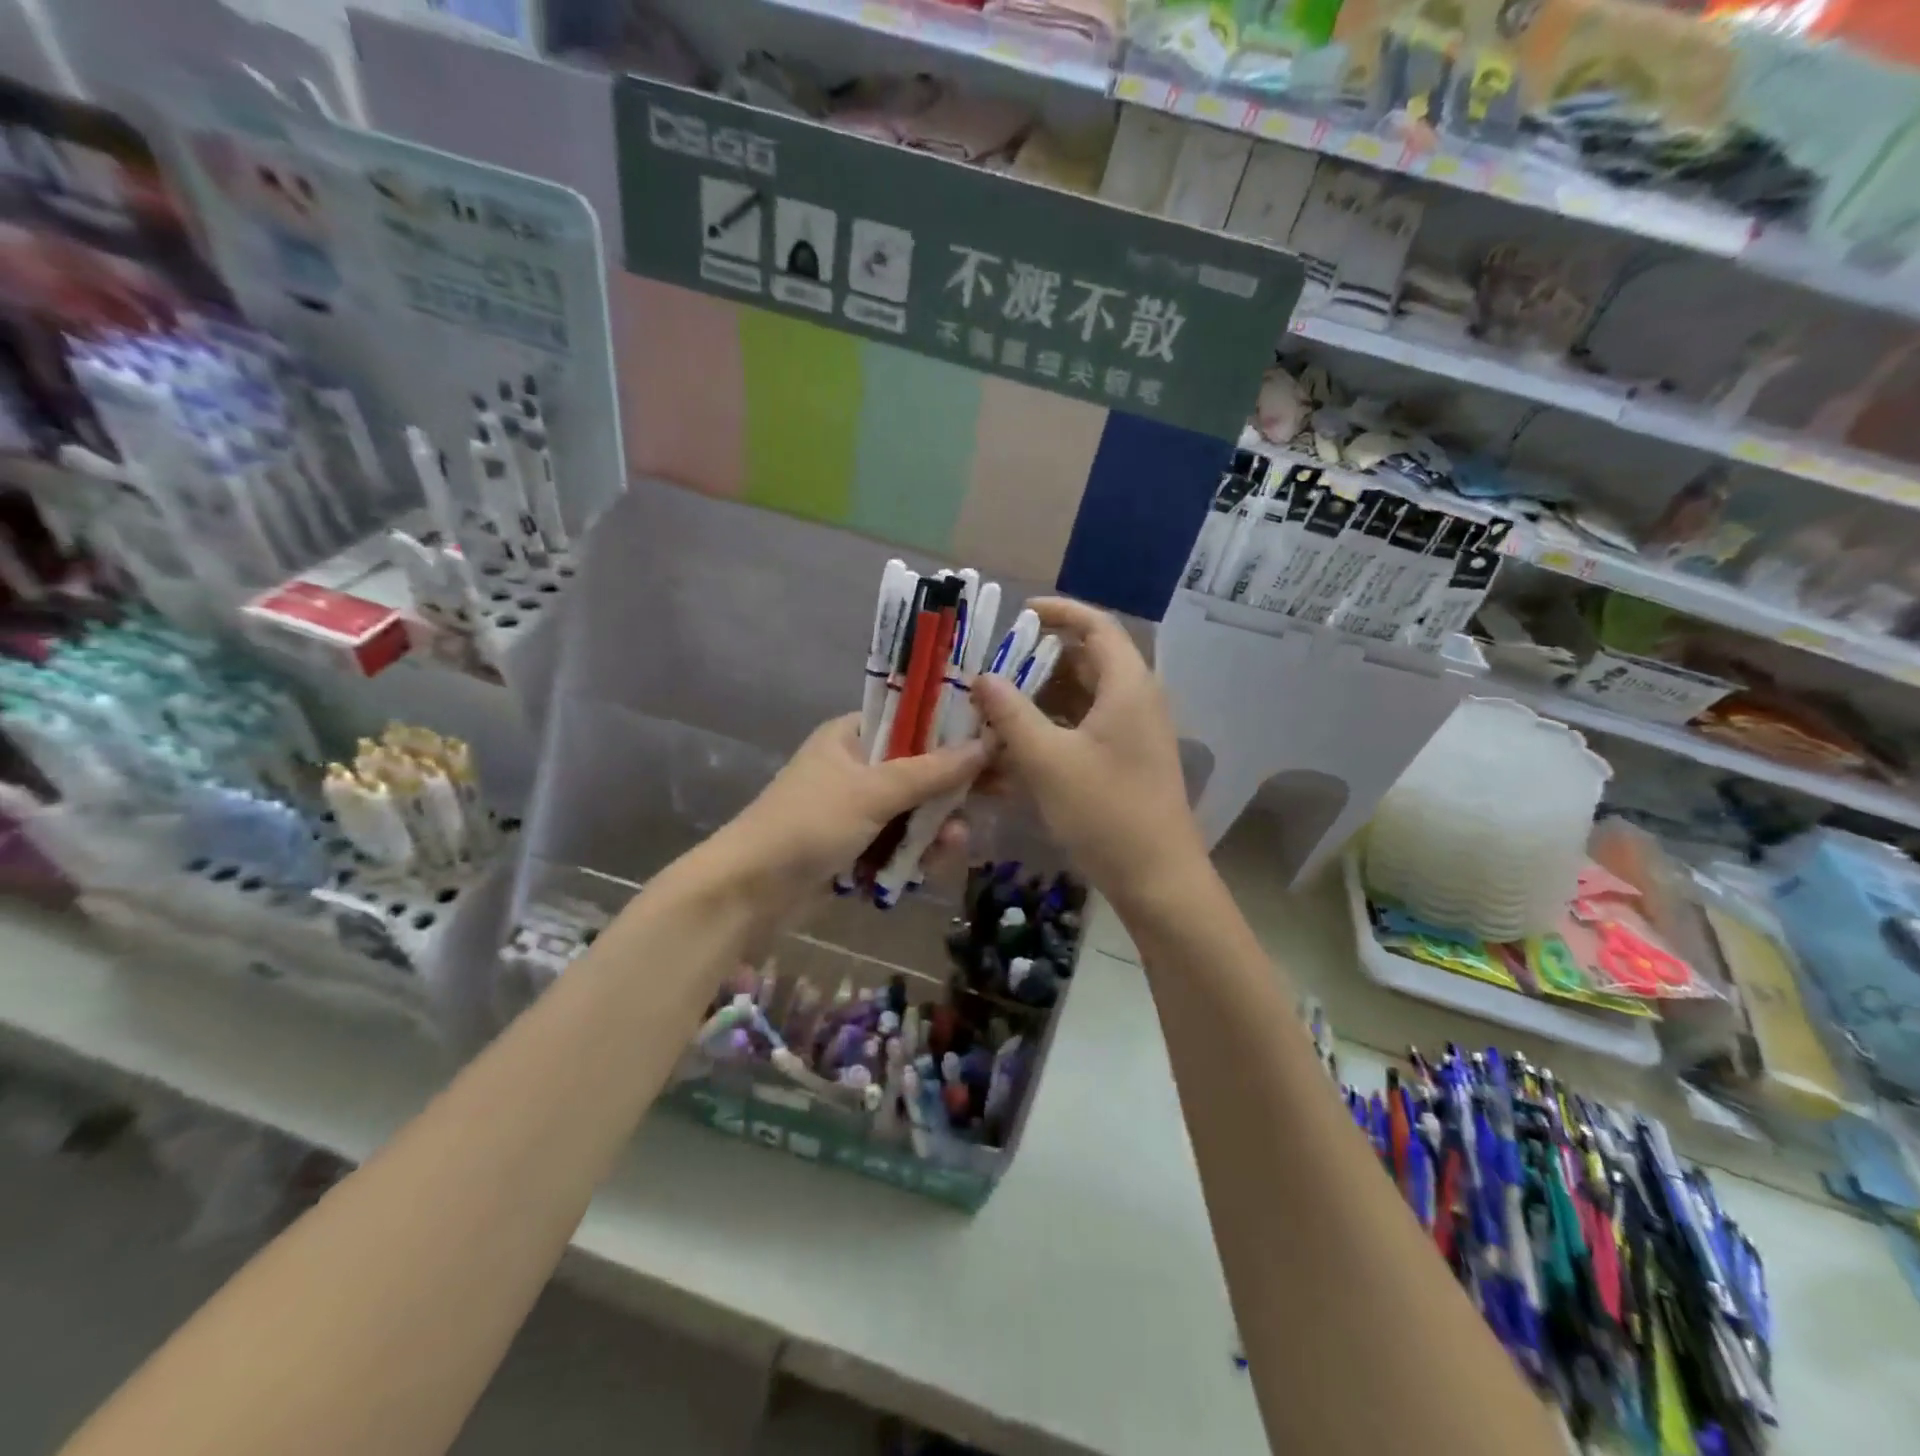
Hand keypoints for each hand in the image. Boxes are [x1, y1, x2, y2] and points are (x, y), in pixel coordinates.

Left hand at [706, 713, 986, 914]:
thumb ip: (931, 771)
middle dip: (953, 789)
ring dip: (938, 826)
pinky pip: (900, 841)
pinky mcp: (858, 846)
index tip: (995, 743)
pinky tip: (933, 864)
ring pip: (916, 810)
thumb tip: (986, 744)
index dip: (955, 731)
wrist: (749, 892)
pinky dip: (917, 851)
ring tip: (954, 844)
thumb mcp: (872, 792)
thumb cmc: (808, 824)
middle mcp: (857, 766)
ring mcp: (858, 809)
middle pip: (921, 768)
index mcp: (853, 735)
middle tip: (999, 794)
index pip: (914, 720)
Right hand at [970, 597, 1203, 901]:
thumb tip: (983, 677)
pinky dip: (1055, 726)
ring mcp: (1134, 732)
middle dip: (1040, 658)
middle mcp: (1136, 700)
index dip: (1059, 611)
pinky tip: (1019, 745)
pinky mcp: (1127, 760)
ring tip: (998, 704)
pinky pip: (1087, 726)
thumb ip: (1011, 714)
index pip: (1096, 625)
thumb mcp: (1047, 760)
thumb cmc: (1105, 811)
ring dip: (1043, 695)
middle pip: (1088, 659)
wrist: (1157, 878)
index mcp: (1127, 685)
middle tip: (995, 665)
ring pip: (1085, 696)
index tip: (1019, 613)